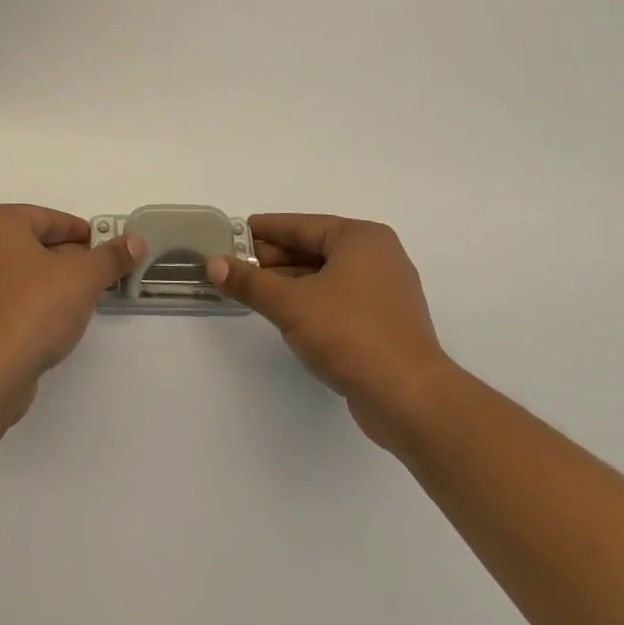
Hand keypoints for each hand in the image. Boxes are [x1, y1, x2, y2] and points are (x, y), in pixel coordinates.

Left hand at [0, 204, 142, 411]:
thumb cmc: (32, 310)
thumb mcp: (82, 278)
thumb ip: (110, 257)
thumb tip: (134, 241)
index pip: (49, 218)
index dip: (83, 234)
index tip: (108, 252)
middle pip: (33, 244)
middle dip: (69, 259)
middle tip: (100, 277)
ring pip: (19, 273)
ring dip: (50, 283)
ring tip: (81, 302)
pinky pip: (5, 298)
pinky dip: (30, 304)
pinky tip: (52, 324)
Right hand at [210, 214, 454, 448]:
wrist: (409, 398)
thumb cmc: (349, 334)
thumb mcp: (290, 303)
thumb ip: (250, 282)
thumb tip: (214, 264)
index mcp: (361, 238)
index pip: (301, 226)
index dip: (265, 231)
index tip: (235, 234)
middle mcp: (378, 257)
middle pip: (314, 250)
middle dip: (274, 260)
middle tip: (236, 267)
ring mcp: (385, 293)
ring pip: (326, 277)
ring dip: (289, 283)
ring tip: (252, 291)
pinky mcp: (385, 324)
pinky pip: (338, 300)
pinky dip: (310, 303)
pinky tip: (285, 315)